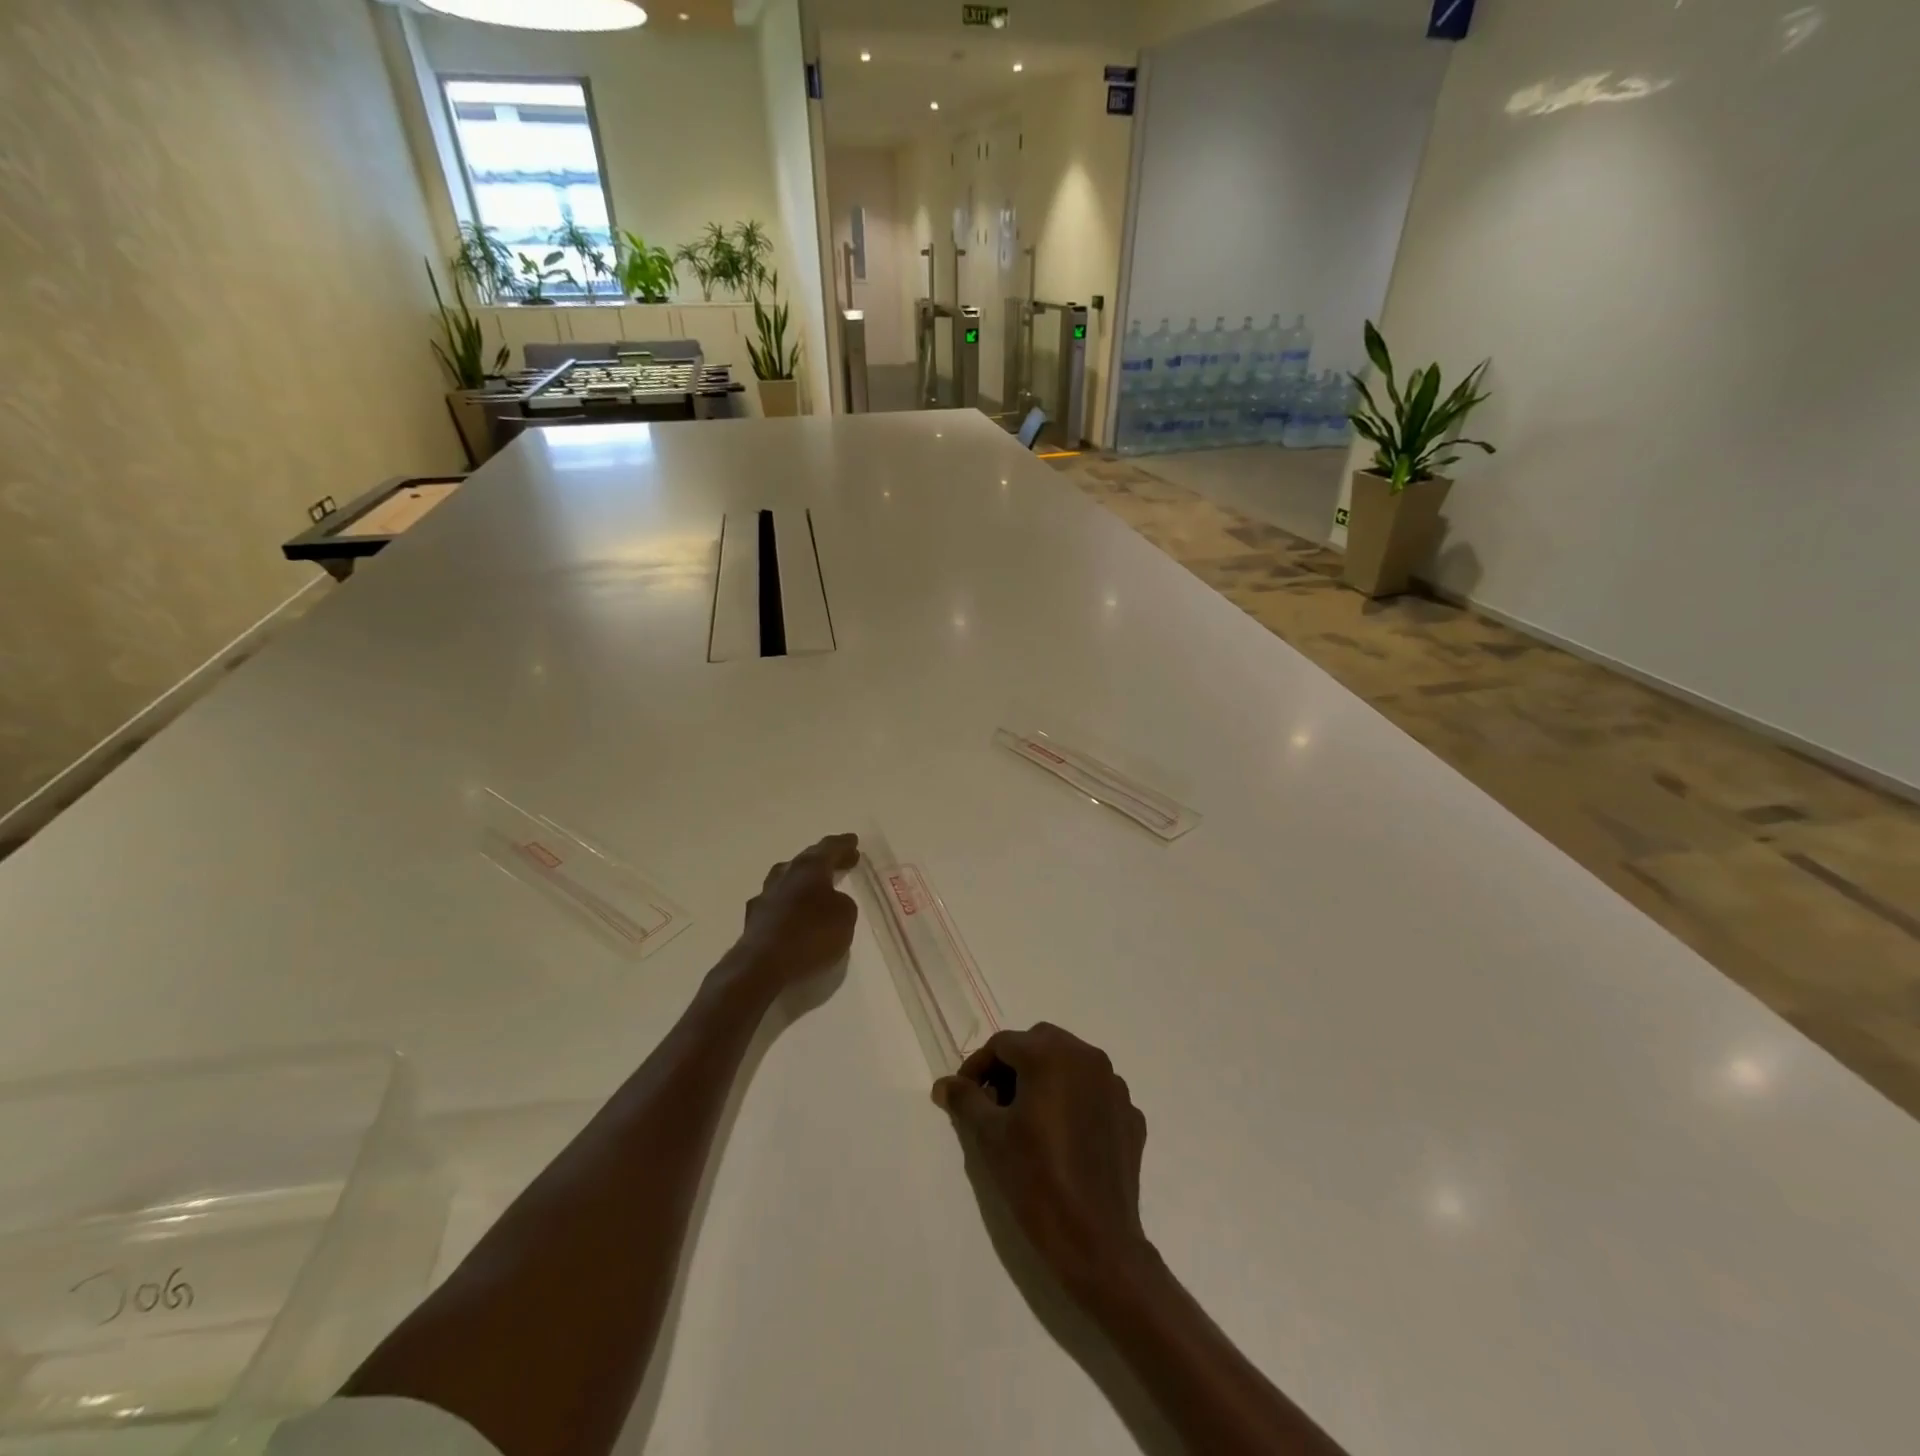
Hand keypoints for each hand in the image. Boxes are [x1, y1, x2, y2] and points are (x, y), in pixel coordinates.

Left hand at [736, 833, 860, 990]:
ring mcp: (765, 895)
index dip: (843, 844)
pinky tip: (794, 913)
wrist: (761, 966)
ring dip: (803, 880)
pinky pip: (778, 903)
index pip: (829, 847)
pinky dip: (790, 904)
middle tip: (841, 860)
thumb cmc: (810, 935)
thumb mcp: (845, 917)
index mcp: (809, 867)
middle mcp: (785, 874)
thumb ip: (843, 903)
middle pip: (806, 860)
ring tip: (816, 885)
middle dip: (825, 859)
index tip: (853, 841)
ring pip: (788, 879)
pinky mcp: (754, 919)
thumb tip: (832, 900)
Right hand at [933, 1023, 1150, 1295]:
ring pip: (1070, 1064)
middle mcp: (1088, 1057)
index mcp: (1051, 1055)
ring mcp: (1114, 1086)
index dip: (978, 1067)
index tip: (964, 1096)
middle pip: (1039, 1044)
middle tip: (994, 1102)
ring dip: (1045, 1079)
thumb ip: (966, 1100)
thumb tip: (945, 1084)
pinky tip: (1062, 1136)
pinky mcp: (1130, 1115)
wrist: (1097, 1241)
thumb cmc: (1036, 1179)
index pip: (1003, 1044)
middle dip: (1013, 1066)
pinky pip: (1094, 1093)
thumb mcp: (990, 1137)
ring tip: (1027, 1118)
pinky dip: (1074, 1101)